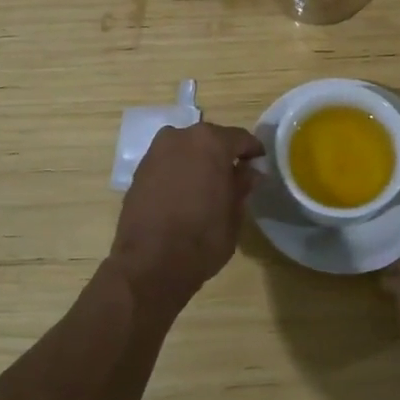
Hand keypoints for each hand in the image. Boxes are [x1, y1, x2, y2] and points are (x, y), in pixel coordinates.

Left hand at [112, 122, 264, 308]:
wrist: (149, 263)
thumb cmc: (202, 237)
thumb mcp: (234, 213)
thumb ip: (242, 185)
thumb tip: (249, 171)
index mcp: (211, 142)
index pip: (240, 138)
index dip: (253, 151)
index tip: (259, 164)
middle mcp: (181, 136)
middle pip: (210, 139)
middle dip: (223, 154)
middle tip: (233, 176)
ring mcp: (156, 151)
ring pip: (186, 148)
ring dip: (198, 161)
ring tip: (207, 185)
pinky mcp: (139, 169)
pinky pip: (167, 162)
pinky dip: (178, 171)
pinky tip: (184, 192)